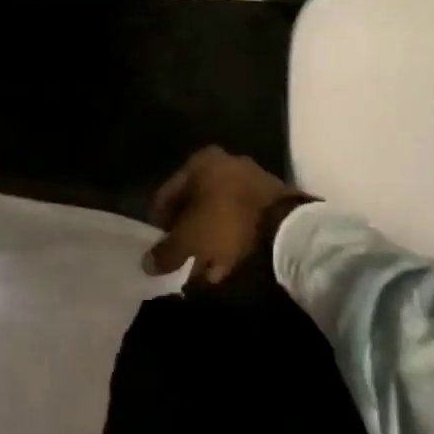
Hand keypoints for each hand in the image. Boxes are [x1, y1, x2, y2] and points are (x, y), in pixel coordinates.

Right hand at [144, 146, 299, 285]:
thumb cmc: (225, 222)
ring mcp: (249, 180)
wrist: (285, 225)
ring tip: (202, 271)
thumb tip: (147, 264)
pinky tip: (223, 268)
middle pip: (194, 205)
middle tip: (180, 261)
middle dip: (186, 235)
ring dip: (208, 242)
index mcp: (199, 163)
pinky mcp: (270, 199)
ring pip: (218, 215)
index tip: (158, 249)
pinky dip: (229, 242)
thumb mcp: (188, 240)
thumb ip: (165, 252)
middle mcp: (223, 164)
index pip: (166, 194)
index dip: (158, 224)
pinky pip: (240, 222)